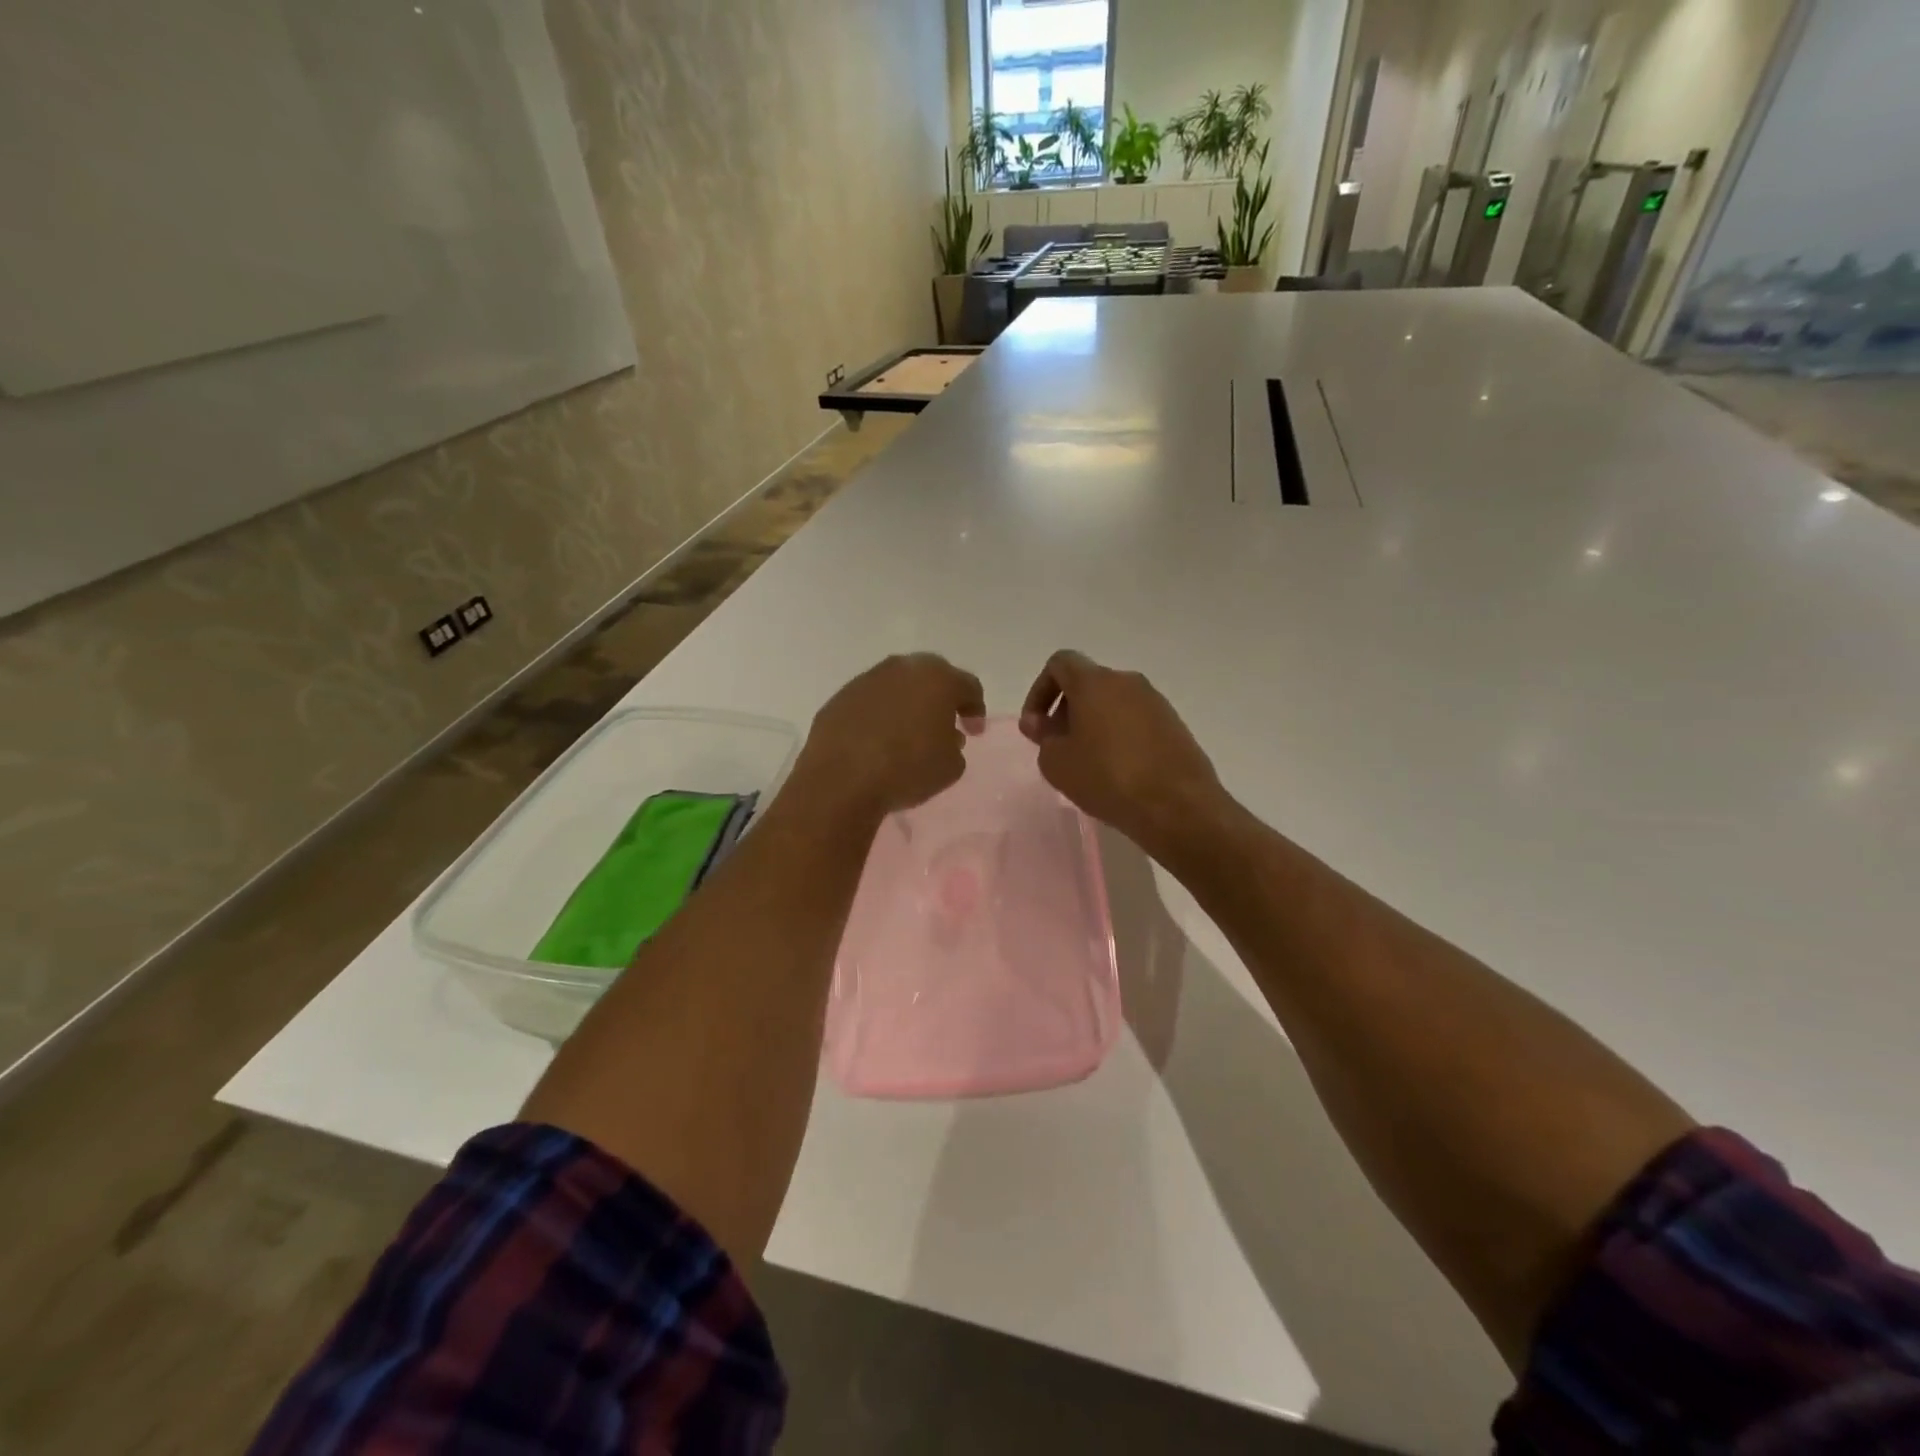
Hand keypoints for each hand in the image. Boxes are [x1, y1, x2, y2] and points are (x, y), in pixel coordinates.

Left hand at [795, 654, 985, 817]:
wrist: (841, 780)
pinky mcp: (841, 696)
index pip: (968, 686)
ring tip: (908, 732)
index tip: (973, 732)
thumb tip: (944, 736)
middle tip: (944, 723)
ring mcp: (868, 679)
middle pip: (932, 675)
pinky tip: (878, 738)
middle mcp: (903, 668)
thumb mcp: (950, 767)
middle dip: (941, 697)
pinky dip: (879, 713)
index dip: (975, 709)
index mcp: (938, 680)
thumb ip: (955, 746)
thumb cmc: (906, 770)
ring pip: (898, 684)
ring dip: (908, 703)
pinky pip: (871, 700)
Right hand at [1019, 650, 1224, 853]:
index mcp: (1095, 682)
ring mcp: (1155, 702)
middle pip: (1087, 683)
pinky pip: (1135, 720)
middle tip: (1058, 747)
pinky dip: (1119, 735)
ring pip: (1113, 702)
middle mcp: (1127, 682)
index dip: (1040, 691)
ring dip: (1093, 724)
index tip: (1037, 726)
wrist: (1177, 805)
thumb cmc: (1107, 778)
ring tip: (1087, 762)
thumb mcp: (1057, 763)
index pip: (1060, 663)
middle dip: (1066, 710)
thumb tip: (1039, 723)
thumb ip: (1042, 737)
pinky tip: (1117, 770)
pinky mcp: (1174, 724)